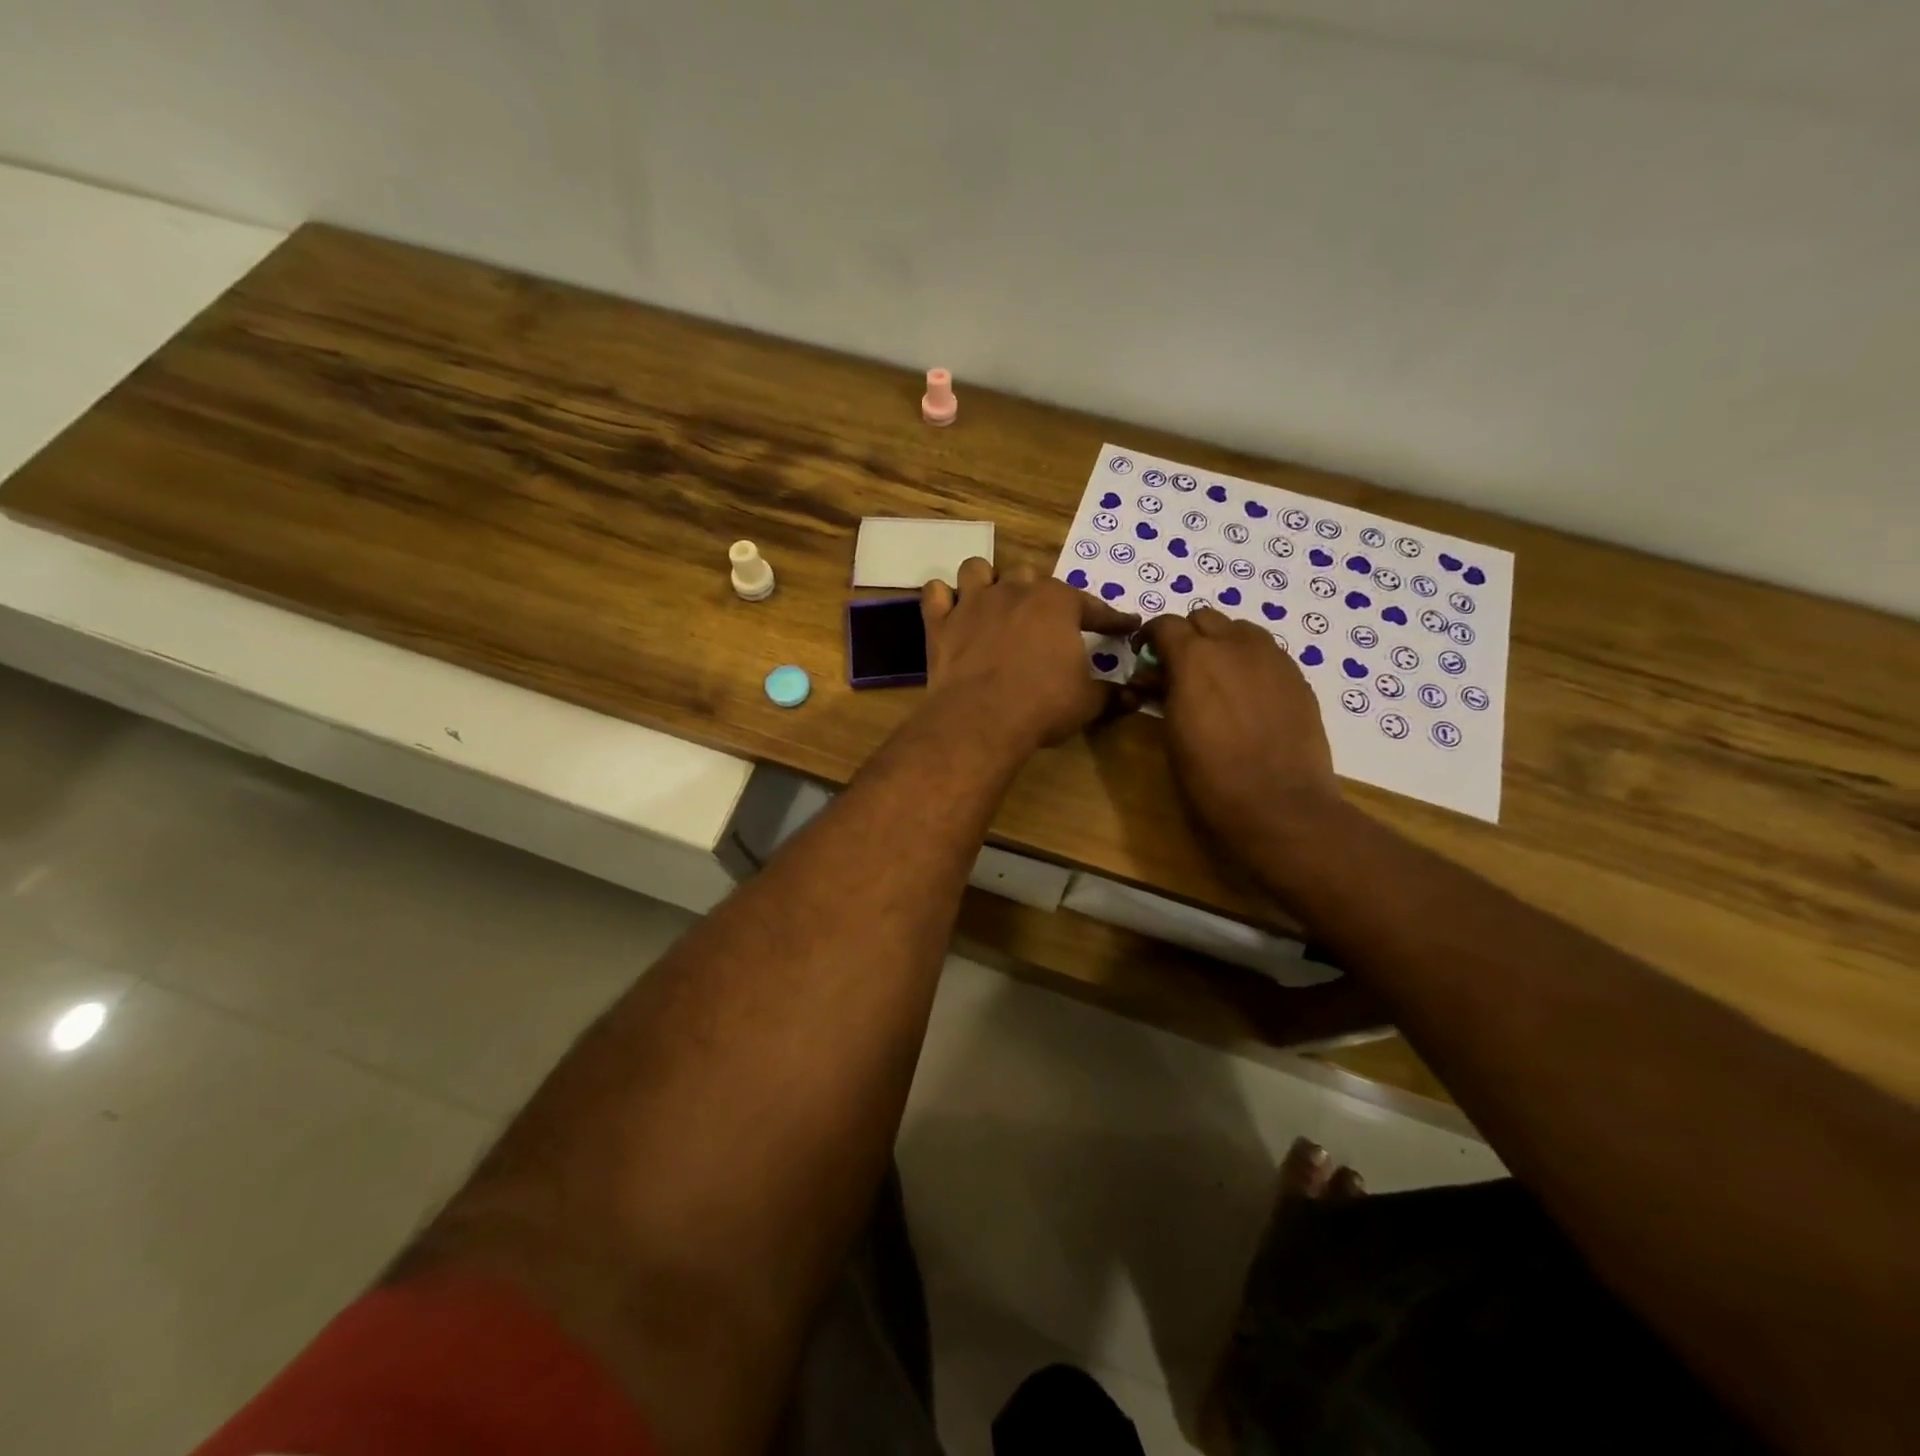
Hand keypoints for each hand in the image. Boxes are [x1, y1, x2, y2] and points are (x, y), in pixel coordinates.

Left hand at [920, 558, 1137, 753]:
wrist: (981, 719)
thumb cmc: (1042, 705)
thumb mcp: (1087, 703)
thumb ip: (1113, 694)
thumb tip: (1137, 696)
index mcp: (1057, 603)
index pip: (1093, 606)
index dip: (1111, 619)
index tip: (1125, 625)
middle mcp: (1015, 590)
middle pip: (1030, 577)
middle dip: (1039, 595)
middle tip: (1044, 621)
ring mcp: (973, 601)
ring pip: (978, 569)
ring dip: (987, 582)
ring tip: (992, 602)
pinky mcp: (940, 621)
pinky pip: (935, 593)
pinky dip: (942, 599)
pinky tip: (949, 610)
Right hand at [1136, 608, 1339, 849]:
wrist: (1279, 806)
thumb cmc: (1210, 779)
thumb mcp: (1171, 732)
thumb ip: (1163, 692)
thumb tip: (1156, 676)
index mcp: (1194, 657)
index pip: (1165, 624)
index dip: (1150, 637)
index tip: (1144, 657)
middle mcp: (1235, 645)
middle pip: (1205, 618)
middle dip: (1187, 636)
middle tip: (1178, 668)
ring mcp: (1273, 658)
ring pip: (1241, 629)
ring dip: (1222, 643)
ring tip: (1216, 678)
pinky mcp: (1298, 678)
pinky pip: (1268, 653)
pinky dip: (1250, 662)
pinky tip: (1248, 696)